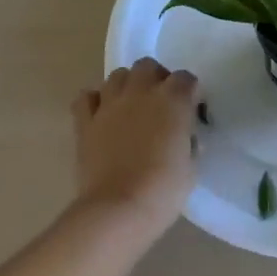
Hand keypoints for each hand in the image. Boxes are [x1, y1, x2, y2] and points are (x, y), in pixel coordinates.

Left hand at [71, 58, 201, 238]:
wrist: (118, 209)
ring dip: (127, 86)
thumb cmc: (164, 190)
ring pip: (118, 76)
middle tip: (160, 103)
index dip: (190, 92)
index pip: (186, 78)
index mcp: (173, 100)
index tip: (191, 111)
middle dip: (156, 78)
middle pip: (148, 66)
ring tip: (131, 107)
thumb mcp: (191, 166)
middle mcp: (141, 92)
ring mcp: (110, 104)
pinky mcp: (85, 121)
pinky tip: (101, 115)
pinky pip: (86, 97)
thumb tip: (183, 136)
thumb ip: (188, 141)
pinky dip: (94, 101)